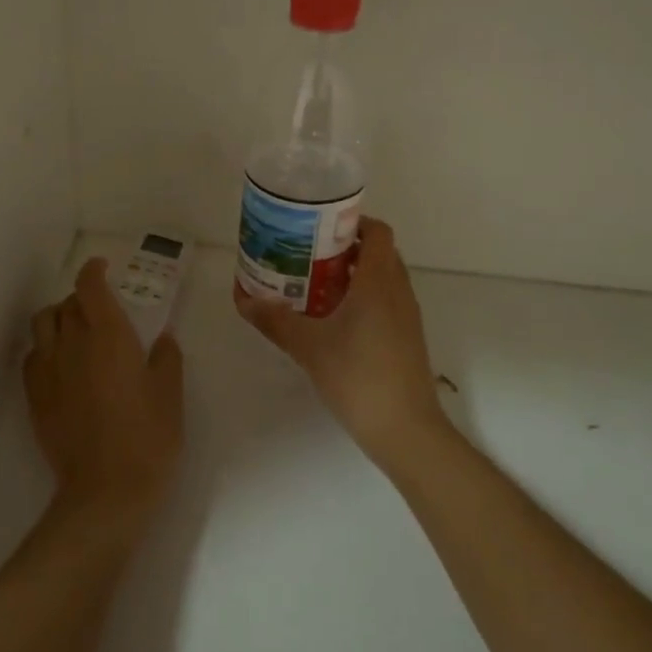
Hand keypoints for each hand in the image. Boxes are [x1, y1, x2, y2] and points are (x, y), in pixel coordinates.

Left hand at [25, 258, 183, 520]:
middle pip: (66, 303)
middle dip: (82, 298)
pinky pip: (33, 357)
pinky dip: (44, 348)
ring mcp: (50, 371)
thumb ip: (166, 358)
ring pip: (42, 324)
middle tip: (100, 309)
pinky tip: (60, 363)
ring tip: (74, 330)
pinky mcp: (35, 397)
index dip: (93, 270)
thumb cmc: (149, 437)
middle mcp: (74, 344)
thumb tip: (162, 338)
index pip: (90, 286)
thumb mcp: (170, 393)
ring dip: (58, 317)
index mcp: (110, 335)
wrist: (106, 491)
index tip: (103, 267)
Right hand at [235, 218, 445, 467]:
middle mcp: (399, 291)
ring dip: (355, 274)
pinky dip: (364, 298)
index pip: (377, 231)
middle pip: (378, 252)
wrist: (405, 430)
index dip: (352, 221)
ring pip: (383, 279)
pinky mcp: (407, 339)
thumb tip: (243, 300)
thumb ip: (275, 320)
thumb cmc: (358, 376)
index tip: (320, 227)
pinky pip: (386, 301)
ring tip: (315, 283)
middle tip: (309, 254)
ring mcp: (407, 316)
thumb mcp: (309, 346)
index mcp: (379, 281)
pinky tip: (334, 319)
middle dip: (346, 248)